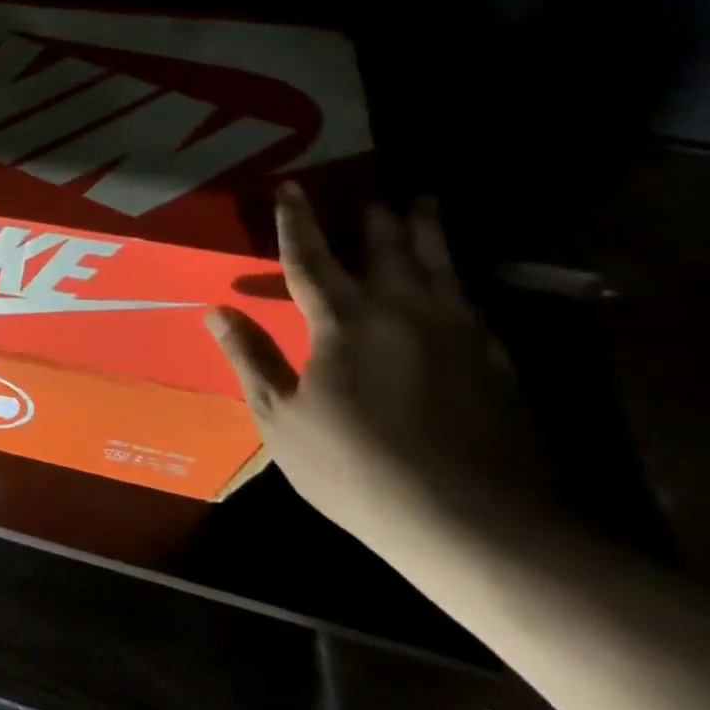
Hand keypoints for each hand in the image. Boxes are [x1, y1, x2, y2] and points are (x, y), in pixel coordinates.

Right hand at [207, 186, 549, 542]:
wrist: (474, 522)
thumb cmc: (355, 467)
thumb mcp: (280, 416)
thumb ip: (250, 358)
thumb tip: (216, 310)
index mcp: (345, 324)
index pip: (312, 260)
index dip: (298, 223)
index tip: (290, 188)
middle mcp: (405, 315)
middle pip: (388, 253)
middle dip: (375, 220)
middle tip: (370, 192)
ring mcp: (458, 337)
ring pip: (440, 269)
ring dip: (427, 234)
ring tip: (424, 205)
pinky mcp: (494, 364)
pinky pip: (471, 303)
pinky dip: (457, 280)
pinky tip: (455, 283)